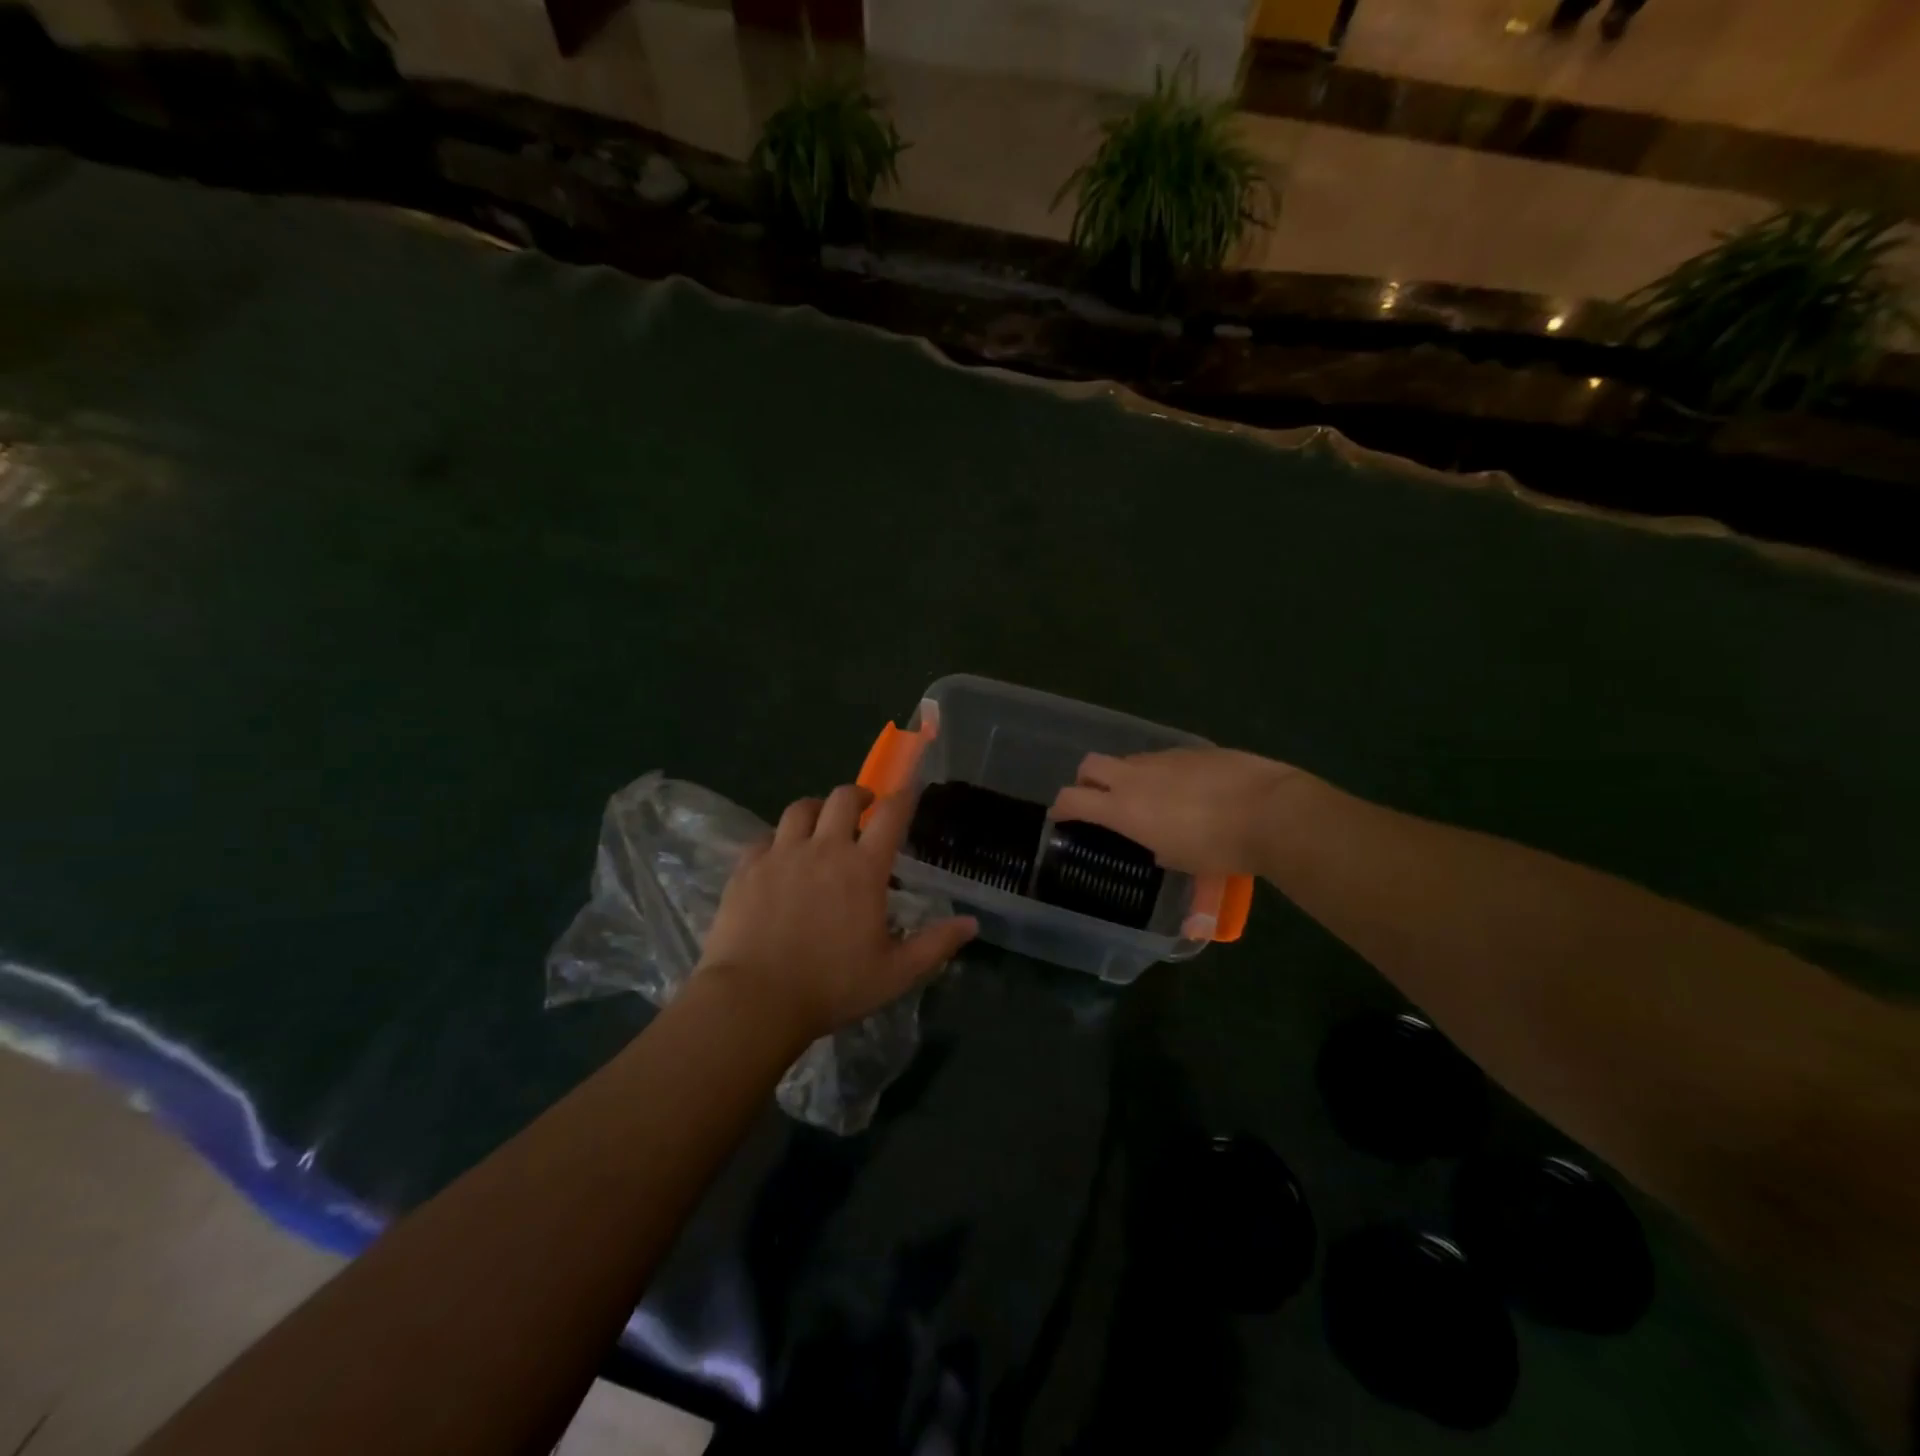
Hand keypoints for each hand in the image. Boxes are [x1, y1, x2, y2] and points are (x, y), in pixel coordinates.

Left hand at [699, 785, 977, 1042]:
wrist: (754, 1000)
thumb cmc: (832, 986)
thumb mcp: (895, 973)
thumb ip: (936, 944)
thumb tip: (971, 924)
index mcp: (863, 868)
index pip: (890, 815)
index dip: (903, 797)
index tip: (909, 790)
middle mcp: (823, 849)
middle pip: (842, 798)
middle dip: (858, 795)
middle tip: (863, 808)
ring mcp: (781, 854)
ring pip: (799, 809)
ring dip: (816, 810)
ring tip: (819, 824)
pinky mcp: (747, 868)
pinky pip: (764, 839)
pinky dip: (777, 840)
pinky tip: (778, 858)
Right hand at [1051, 747, 1303, 876]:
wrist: (1269, 811)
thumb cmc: (1218, 847)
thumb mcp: (1178, 859)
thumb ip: (1153, 845)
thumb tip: (1154, 841)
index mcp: (1123, 808)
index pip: (1072, 799)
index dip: (1061, 808)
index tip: (1061, 817)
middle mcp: (1135, 777)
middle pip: (1090, 765)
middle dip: (1086, 781)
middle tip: (1099, 801)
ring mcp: (1164, 758)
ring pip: (1129, 761)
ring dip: (1128, 778)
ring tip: (1151, 800)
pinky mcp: (1192, 750)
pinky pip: (1164, 760)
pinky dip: (1163, 774)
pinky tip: (1188, 791)